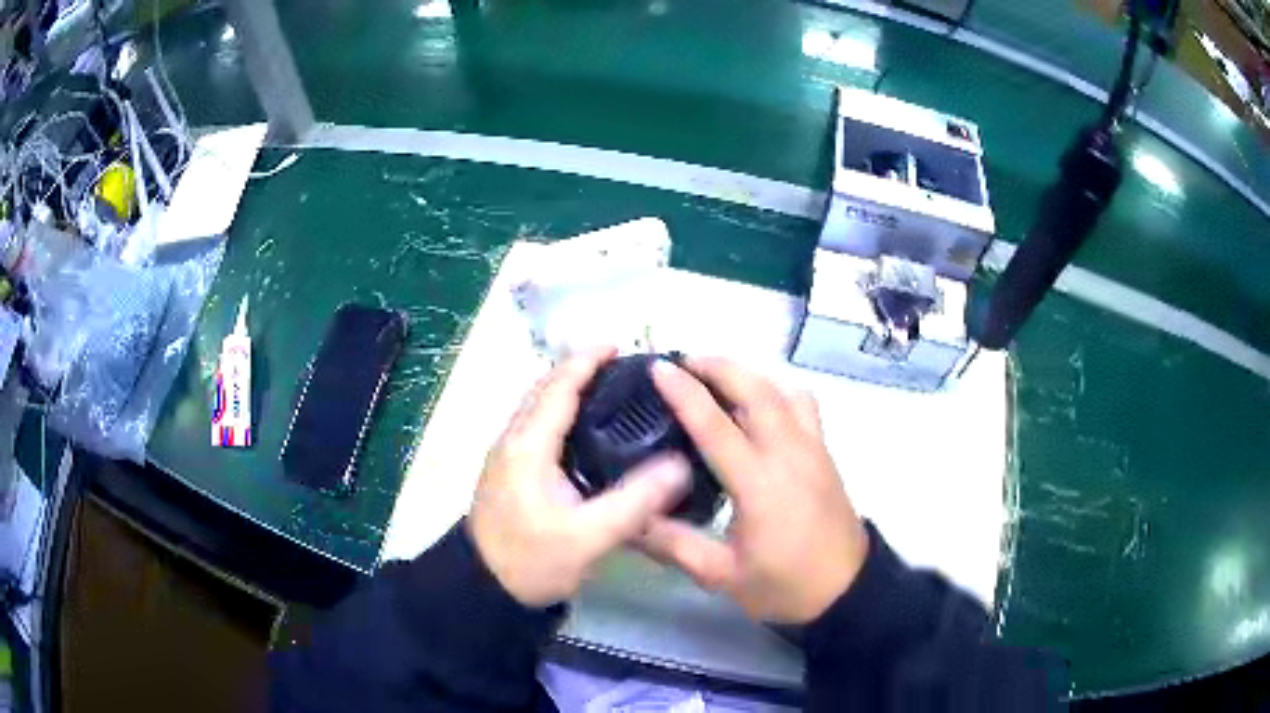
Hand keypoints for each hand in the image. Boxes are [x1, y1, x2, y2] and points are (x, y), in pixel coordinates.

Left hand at [467, 347, 690, 607]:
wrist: (483, 589)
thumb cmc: (532, 561)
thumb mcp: (589, 537)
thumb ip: (636, 501)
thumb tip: (682, 465)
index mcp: (528, 446)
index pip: (558, 387)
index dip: (587, 361)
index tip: (620, 346)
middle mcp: (512, 441)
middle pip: (545, 390)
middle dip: (580, 370)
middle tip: (625, 370)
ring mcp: (507, 456)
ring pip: (538, 407)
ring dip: (569, 389)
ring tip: (611, 393)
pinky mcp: (509, 473)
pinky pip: (537, 426)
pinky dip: (561, 413)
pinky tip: (587, 432)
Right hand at [641, 357, 868, 623]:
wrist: (847, 589)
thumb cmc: (785, 585)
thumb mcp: (722, 575)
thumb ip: (673, 545)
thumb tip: (630, 520)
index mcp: (760, 485)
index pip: (717, 425)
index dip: (685, 393)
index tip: (658, 368)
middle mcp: (789, 454)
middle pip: (756, 389)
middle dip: (719, 366)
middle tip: (684, 362)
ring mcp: (813, 448)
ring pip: (783, 390)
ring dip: (749, 374)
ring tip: (719, 380)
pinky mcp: (825, 452)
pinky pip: (802, 404)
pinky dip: (777, 389)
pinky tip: (759, 405)